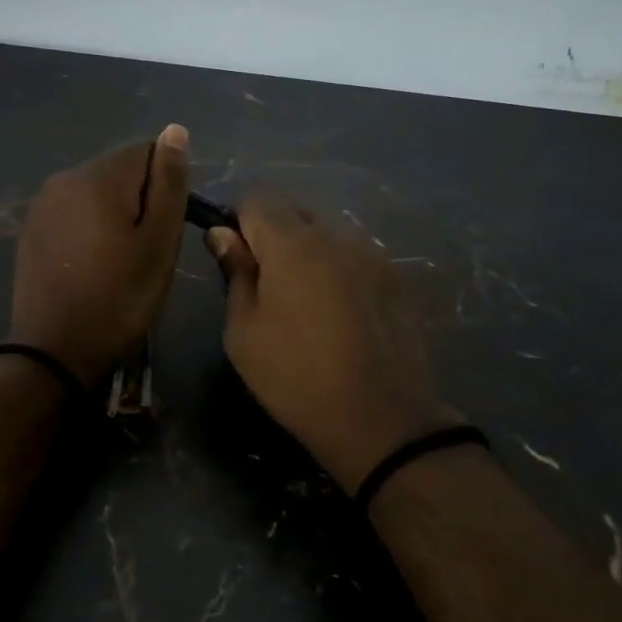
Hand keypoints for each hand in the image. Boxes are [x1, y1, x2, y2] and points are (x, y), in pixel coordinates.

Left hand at [9, 125, 191, 386]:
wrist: (53, 350)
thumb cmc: (119, 298)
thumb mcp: (159, 243)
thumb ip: (169, 183)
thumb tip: (174, 131)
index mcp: (98, 176)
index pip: (147, 151)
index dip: (166, 187)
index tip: (163, 230)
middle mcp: (65, 177)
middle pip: (120, 170)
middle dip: (139, 200)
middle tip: (144, 252)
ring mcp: (42, 203)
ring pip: (96, 192)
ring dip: (115, 215)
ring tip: (118, 261)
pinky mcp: (31, 228)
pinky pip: (73, 213)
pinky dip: (89, 229)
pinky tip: (91, 265)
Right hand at [207, 197, 457, 490]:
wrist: (381, 420)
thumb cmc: (296, 377)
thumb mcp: (244, 332)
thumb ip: (235, 273)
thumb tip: (223, 234)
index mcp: (293, 243)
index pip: (256, 200)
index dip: (238, 224)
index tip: (236, 262)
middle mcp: (337, 235)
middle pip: (295, 213)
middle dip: (274, 237)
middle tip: (268, 287)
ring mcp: (374, 255)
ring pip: (328, 235)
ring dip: (310, 254)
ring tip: (308, 305)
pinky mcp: (398, 279)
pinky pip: (357, 258)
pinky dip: (340, 272)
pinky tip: (342, 315)